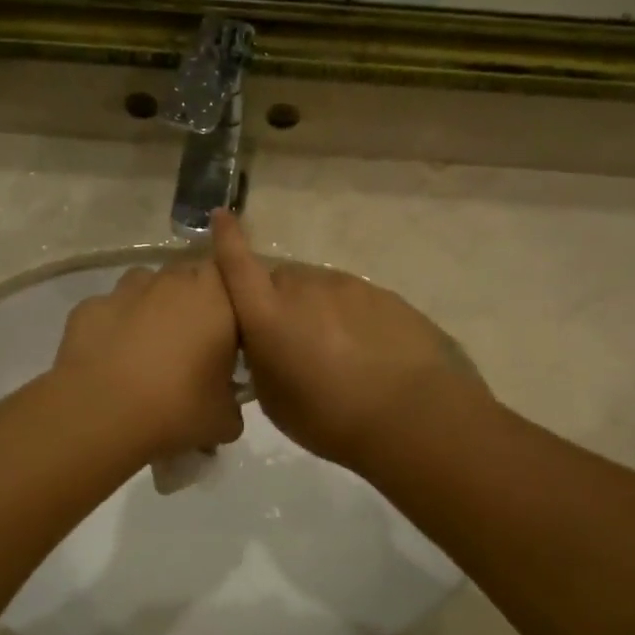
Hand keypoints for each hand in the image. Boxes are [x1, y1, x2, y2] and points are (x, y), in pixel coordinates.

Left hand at [52, 262, 244, 456]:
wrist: (101, 416)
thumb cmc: (177, 410)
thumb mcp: (223, 420)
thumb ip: (232, 403)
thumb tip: (225, 405)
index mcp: (215, 300)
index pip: (231, 273)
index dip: (228, 297)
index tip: (228, 328)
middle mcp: (172, 283)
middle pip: (188, 275)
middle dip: (191, 300)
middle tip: (192, 342)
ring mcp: (126, 291)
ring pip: (146, 284)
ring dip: (152, 305)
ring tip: (149, 347)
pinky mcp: (89, 307)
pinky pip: (110, 309)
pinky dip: (114, 325)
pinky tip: (111, 358)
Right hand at [211, 210, 484, 471]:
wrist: (413, 415)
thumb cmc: (330, 419)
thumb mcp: (276, 401)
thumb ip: (262, 362)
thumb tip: (265, 345)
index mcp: (269, 315)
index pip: (238, 266)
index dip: (228, 241)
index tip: (222, 216)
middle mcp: (306, 289)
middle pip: (283, 280)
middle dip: (279, 301)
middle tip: (291, 341)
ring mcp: (350, 287)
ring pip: (320, 289)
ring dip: (317, 310)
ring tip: (334, 353)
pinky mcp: (385, 296)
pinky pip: (354, 300)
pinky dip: (350, 318)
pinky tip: (366, 352)